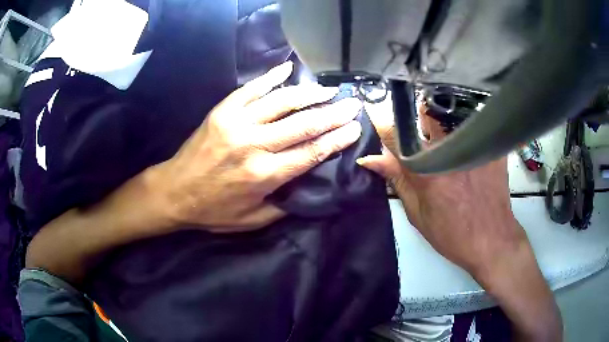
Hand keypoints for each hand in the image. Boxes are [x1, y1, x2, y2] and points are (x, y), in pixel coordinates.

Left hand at [150, 62, 362, 232]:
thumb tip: (309, 186)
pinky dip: (270, 77)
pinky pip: (251, 89)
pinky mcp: (222, 111)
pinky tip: (287, 68)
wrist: (174, 192)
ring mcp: (236, 123)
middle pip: (303, 124)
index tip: (354, 127)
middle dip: (332, 113)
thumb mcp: (252, 220)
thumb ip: (284, 205)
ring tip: (328, 90)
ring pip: (281, 102)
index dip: (336, 139)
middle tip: (352, 103)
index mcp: (263, 175)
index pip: (311, 152)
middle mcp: (253, 145)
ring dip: (309, 94)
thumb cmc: (213, 210)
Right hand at [360, 99, 561, 340]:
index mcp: (431, 169)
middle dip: (412, 113)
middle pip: (425, 112)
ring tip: (439, 124)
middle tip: (409, 119)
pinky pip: (474, 125)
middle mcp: (452, 150)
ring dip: (440, 116)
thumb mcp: (419, 215)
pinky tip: (465, 135)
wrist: (497, 245)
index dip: (384, 121)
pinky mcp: (494, 147)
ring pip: (451, 114)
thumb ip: (397, 181)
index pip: (398, 131)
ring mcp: (476, 145)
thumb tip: (370, 160)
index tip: (376, 115)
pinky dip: (466, 124)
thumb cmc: (456, 236)